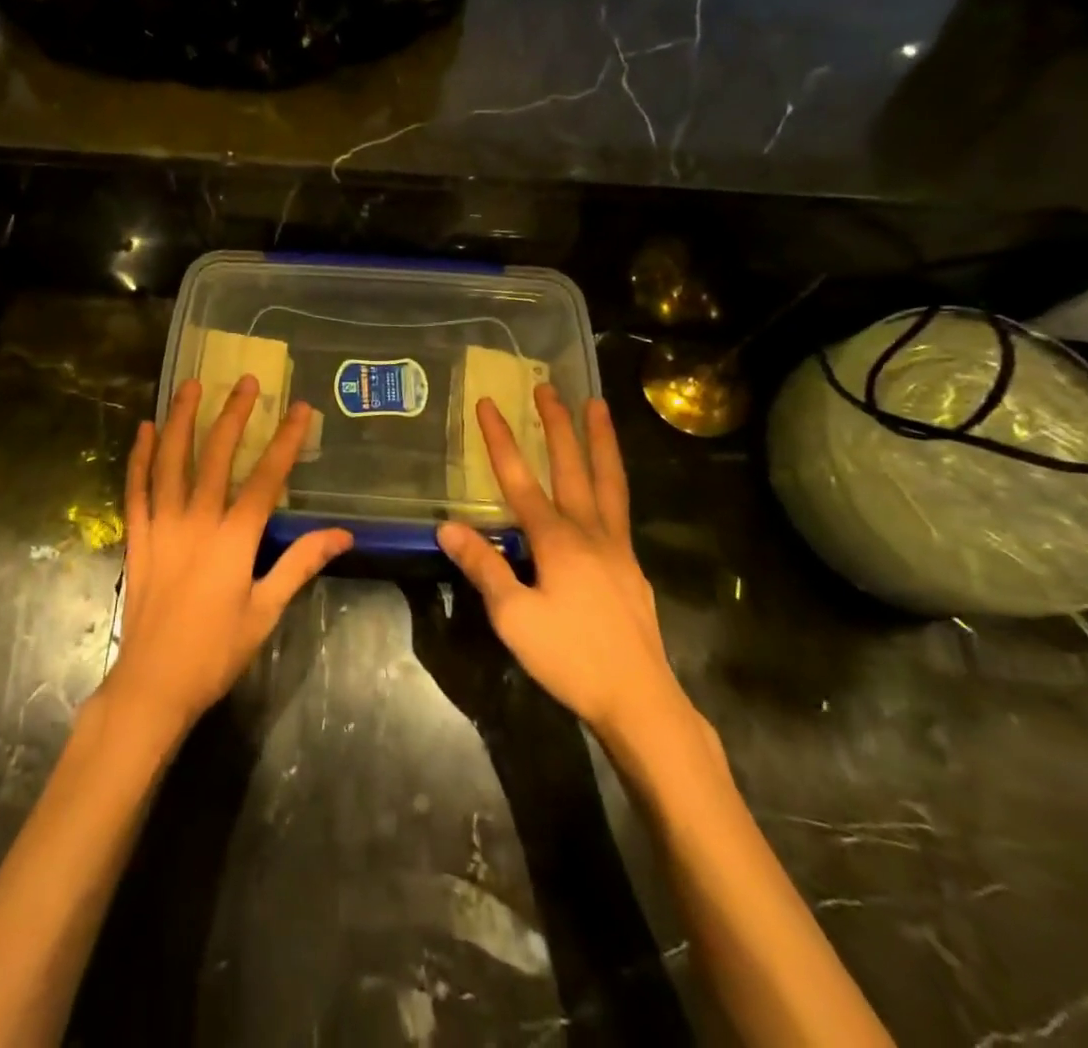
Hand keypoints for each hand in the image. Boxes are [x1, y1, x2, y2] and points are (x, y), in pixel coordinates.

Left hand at [104, 375, 352, 737]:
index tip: (299, 407)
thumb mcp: (267, 611)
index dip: (285, 440)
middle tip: (245, 380)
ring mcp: (161, 525)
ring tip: (190, 386)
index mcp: (233, 539)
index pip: (265, 478)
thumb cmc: (216, 651)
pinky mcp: (136, 537)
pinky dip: (139, 456)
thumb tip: (342, 534)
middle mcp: (196, 521)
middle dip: (232, 415)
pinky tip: (144, 430)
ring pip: (170, 461)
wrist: (153, 684)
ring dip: (180, 420)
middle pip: (216, 456)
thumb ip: (300, 564)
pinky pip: (136, 488)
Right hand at [436, 385, 711, 778]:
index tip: (488, 402)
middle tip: (548, 386)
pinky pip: (619, 507)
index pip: (520, 479)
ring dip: (600, 440)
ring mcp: (616, 547)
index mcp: (556, 540)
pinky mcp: (630, 566)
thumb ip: (484, 567)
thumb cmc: (570, 658)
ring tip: (598, 407)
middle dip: (557, 424)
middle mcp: (589, 532)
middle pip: (572, 466)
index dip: (501, 440)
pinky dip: (612, 479)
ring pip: (608, 480)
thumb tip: (447, 526)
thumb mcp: (513, 617)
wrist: (639, 700)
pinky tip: (608, 484)